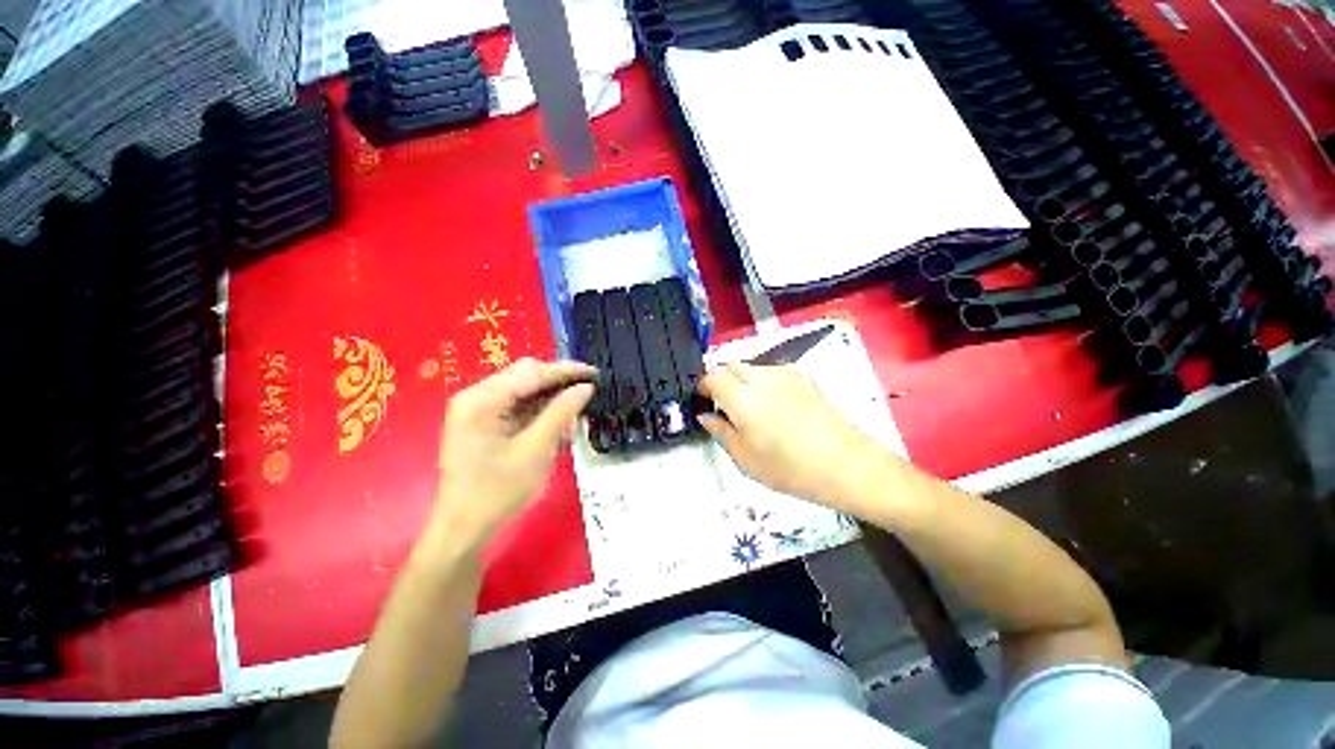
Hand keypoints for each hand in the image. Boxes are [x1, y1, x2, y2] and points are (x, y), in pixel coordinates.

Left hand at [433, 358, 594, 548]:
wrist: (463, 529)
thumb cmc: (498, 492)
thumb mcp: (536, 449)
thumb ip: (561, 412)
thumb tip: (586, 387)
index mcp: (482, 400)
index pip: (532, 373)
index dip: (567, 371)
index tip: (596, 373)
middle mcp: (475, 396)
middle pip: (525, 376)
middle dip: (558, 383)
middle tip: (588, 393)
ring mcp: (476, 408)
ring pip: (523, 389)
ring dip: (551, 398)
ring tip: (575, 414)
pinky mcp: (481, 421)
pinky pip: (516, 405)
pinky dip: (539, 411)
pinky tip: (557, 423)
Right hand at [699, 363, 875, 506]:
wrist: (846, 464)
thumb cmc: (791, 469)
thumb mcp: (745, 459)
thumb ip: (720, 432)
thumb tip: (706, 416)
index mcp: (743, 399)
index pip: (712, 377)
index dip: (702, 386)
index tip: (702, 399)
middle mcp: (762, 378)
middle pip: (730, 366)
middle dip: (721, 380)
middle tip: (723, 405)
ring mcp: (785, 374)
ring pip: (751, 367)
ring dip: (741, 380)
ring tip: (749, 407)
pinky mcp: (802, 376)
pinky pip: (771, 371)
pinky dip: (761, 381)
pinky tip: (773, 405)